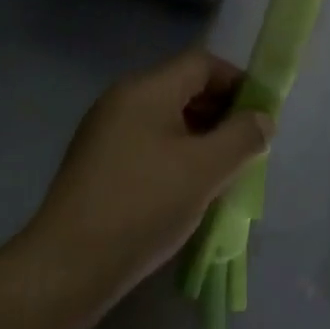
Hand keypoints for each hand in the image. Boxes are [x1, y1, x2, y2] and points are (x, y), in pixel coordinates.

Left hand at [28, 48, 272, 297]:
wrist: (67, 265)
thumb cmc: (144, 205)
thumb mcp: (205, 170)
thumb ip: (242, 138)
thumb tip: (262, 119)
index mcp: (146, 88)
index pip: (202, 63)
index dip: (237, 82)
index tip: (261, 116)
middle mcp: (122, 98)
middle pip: (183, 87)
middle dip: (220, 111)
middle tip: (248, 147)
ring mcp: (105, 129)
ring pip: (165, 117)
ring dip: (200, 135)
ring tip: (223, 171)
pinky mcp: (97, 160)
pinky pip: (147, 141)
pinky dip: (175, 153)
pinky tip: (187, 188)